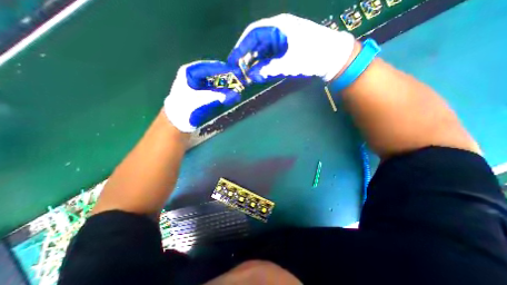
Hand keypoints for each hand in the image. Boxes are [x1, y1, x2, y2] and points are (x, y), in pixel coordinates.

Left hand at [164, 61, 239, 132]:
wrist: (178, 120)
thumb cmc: (185, 108)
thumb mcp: (200, 100)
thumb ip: (217, 97)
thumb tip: (235, 95)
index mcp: (189, 72)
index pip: (209, 67)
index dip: (222, 69)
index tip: (235, 71)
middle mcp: (195, 75)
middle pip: (213, 73)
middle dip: (226, 76)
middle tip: (239, 79)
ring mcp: (199, 83)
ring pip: (216, 80)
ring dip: (226, 84)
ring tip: (237, 85)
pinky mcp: (204, 91)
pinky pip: (216, 88)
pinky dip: (223, 91)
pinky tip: (231, 93)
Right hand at [228, 13, 353, 82]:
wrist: (332, 58)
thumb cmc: (313, 56)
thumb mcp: (289, 63)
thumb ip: (269, 69)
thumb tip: (251, 76)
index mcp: (278, 27)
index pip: (253, 34)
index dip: (241, 47)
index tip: (233, 60)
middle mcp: (278, 32)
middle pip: (256, 43)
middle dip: (247, 58)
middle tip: (240, 72)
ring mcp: (281, 42)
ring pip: (262, 52)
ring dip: (255, 64)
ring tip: (248, 75)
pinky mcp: (285, 51)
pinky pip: (270, 58)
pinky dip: (264, 66)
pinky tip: (260, 74)